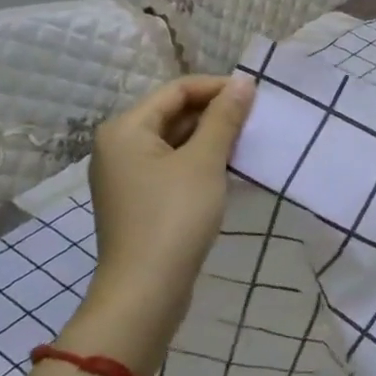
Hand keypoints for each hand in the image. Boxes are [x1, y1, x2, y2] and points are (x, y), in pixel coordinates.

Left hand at [70, 75, 253, 369]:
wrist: (146, 293)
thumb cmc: (174, 216)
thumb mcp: (205, 161)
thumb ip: (224, 118)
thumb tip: (243, 82)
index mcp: (126, 129)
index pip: (177, 90)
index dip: (217, 87)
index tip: (256, 95)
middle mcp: (119, 147)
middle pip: (173, 113)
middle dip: (215, 113)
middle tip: (256, 119)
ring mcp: (127, 176)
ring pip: (175, 141)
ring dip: (211, 138)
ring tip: (248, 142)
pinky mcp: (140, 200)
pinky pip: (173, 166)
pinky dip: (200, 161)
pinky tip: (229, 169)